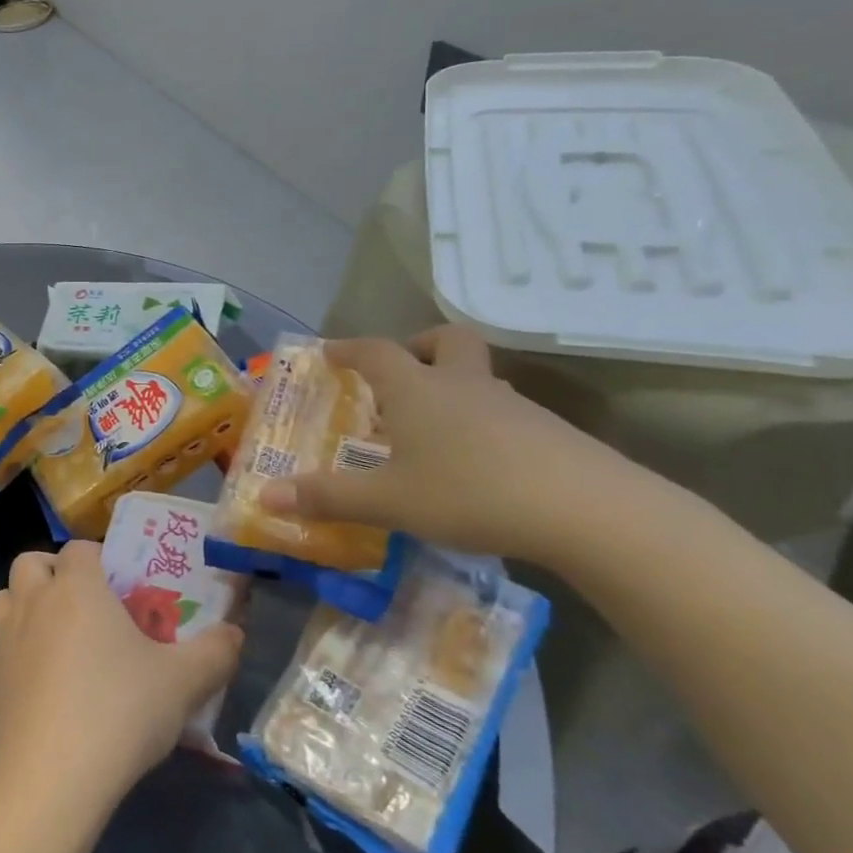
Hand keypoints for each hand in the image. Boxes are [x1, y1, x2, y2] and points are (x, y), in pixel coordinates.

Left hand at [0, 540, 242, 837]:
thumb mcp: (183, 683)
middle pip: (30, 563)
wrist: (50, 779)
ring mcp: (4, 643)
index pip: (79, 548)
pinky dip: (16, 656)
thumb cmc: (119, 712)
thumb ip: (215, 652)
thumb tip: (235, 633)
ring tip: (57, 639)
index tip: (121, 585)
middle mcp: (33, 603)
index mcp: (76, 588)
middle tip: (85, 604)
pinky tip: (42, 689)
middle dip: (52, 572)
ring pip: (4, 601)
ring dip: (25, 607)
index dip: (98, 558)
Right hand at [260, 326, 646, 568]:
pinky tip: (476, 464)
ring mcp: (513, 406)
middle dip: (418, 347)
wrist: (588, 511)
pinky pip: (503, 412)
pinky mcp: (549, 432)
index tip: (329, 352)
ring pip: (477, 378)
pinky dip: (481, 423)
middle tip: (400, 374)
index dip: (349, 349)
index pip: (375, 352)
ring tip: (431, 430)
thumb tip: (264, 497)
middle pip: (446, 341)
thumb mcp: (387, 501)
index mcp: (417, 390)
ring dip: (451, 388)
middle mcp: (463, 385)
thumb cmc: (469, 492)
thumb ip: (326, 498)